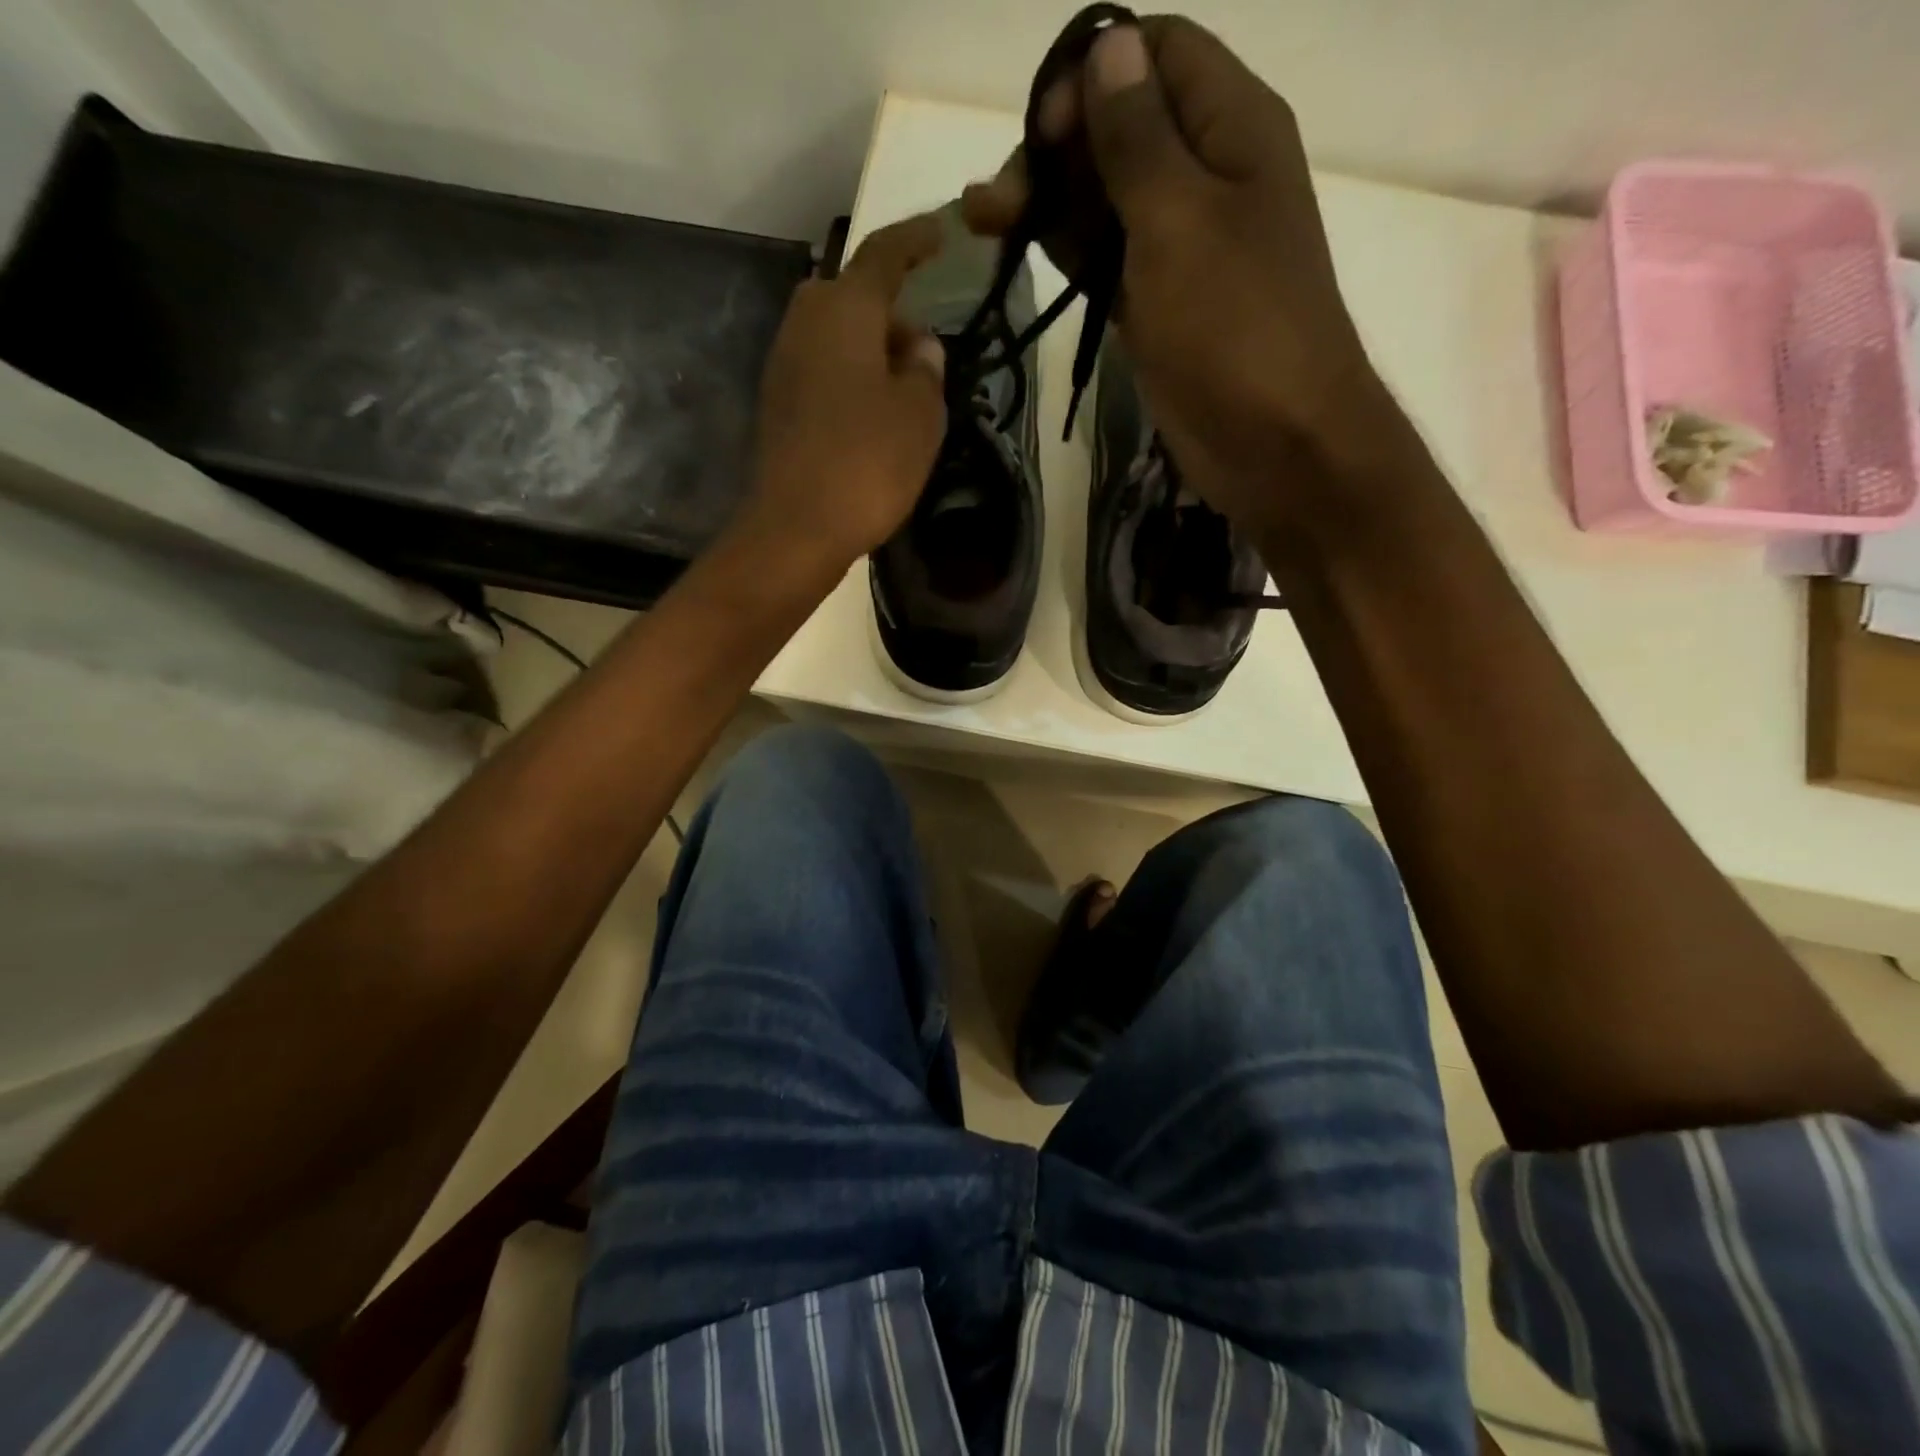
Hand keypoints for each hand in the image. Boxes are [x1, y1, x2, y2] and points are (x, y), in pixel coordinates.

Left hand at [746, 214, 947, 566]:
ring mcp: (783, 364)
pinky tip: (872, 414)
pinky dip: (850, 377)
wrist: (796, 528)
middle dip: (891, 309)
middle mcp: (805, 323)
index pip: (884, 255)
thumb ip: (926, 369)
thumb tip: (919, 345)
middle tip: (924, 344)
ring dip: (871, 348)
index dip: (917, 240)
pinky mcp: (777, 404)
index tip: (943, 231)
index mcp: (844, 311)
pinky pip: (822, 369)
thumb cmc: (867, 464)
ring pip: (835, 334)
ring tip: (904, 387)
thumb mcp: (920, 416)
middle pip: (852, 296)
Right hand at [963, 18, 1389, 535]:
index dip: (1093, 74)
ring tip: (985, 220)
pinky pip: (1105, 256)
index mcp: (1231, 127)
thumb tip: (1108, 47)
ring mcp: (1178, 244)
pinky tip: (1019, 248)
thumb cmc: (1234, 324)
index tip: (1041, 130)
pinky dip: (1065, 250)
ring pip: (1105, 197)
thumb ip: (1138, 138)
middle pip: (1120, 127)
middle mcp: (1205, 174)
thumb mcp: (1180, 219)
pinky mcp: (1155, 302)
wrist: (1273, 440)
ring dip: (1048, 202)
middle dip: (1055, 148)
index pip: (1157, 53)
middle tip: (996, 201)